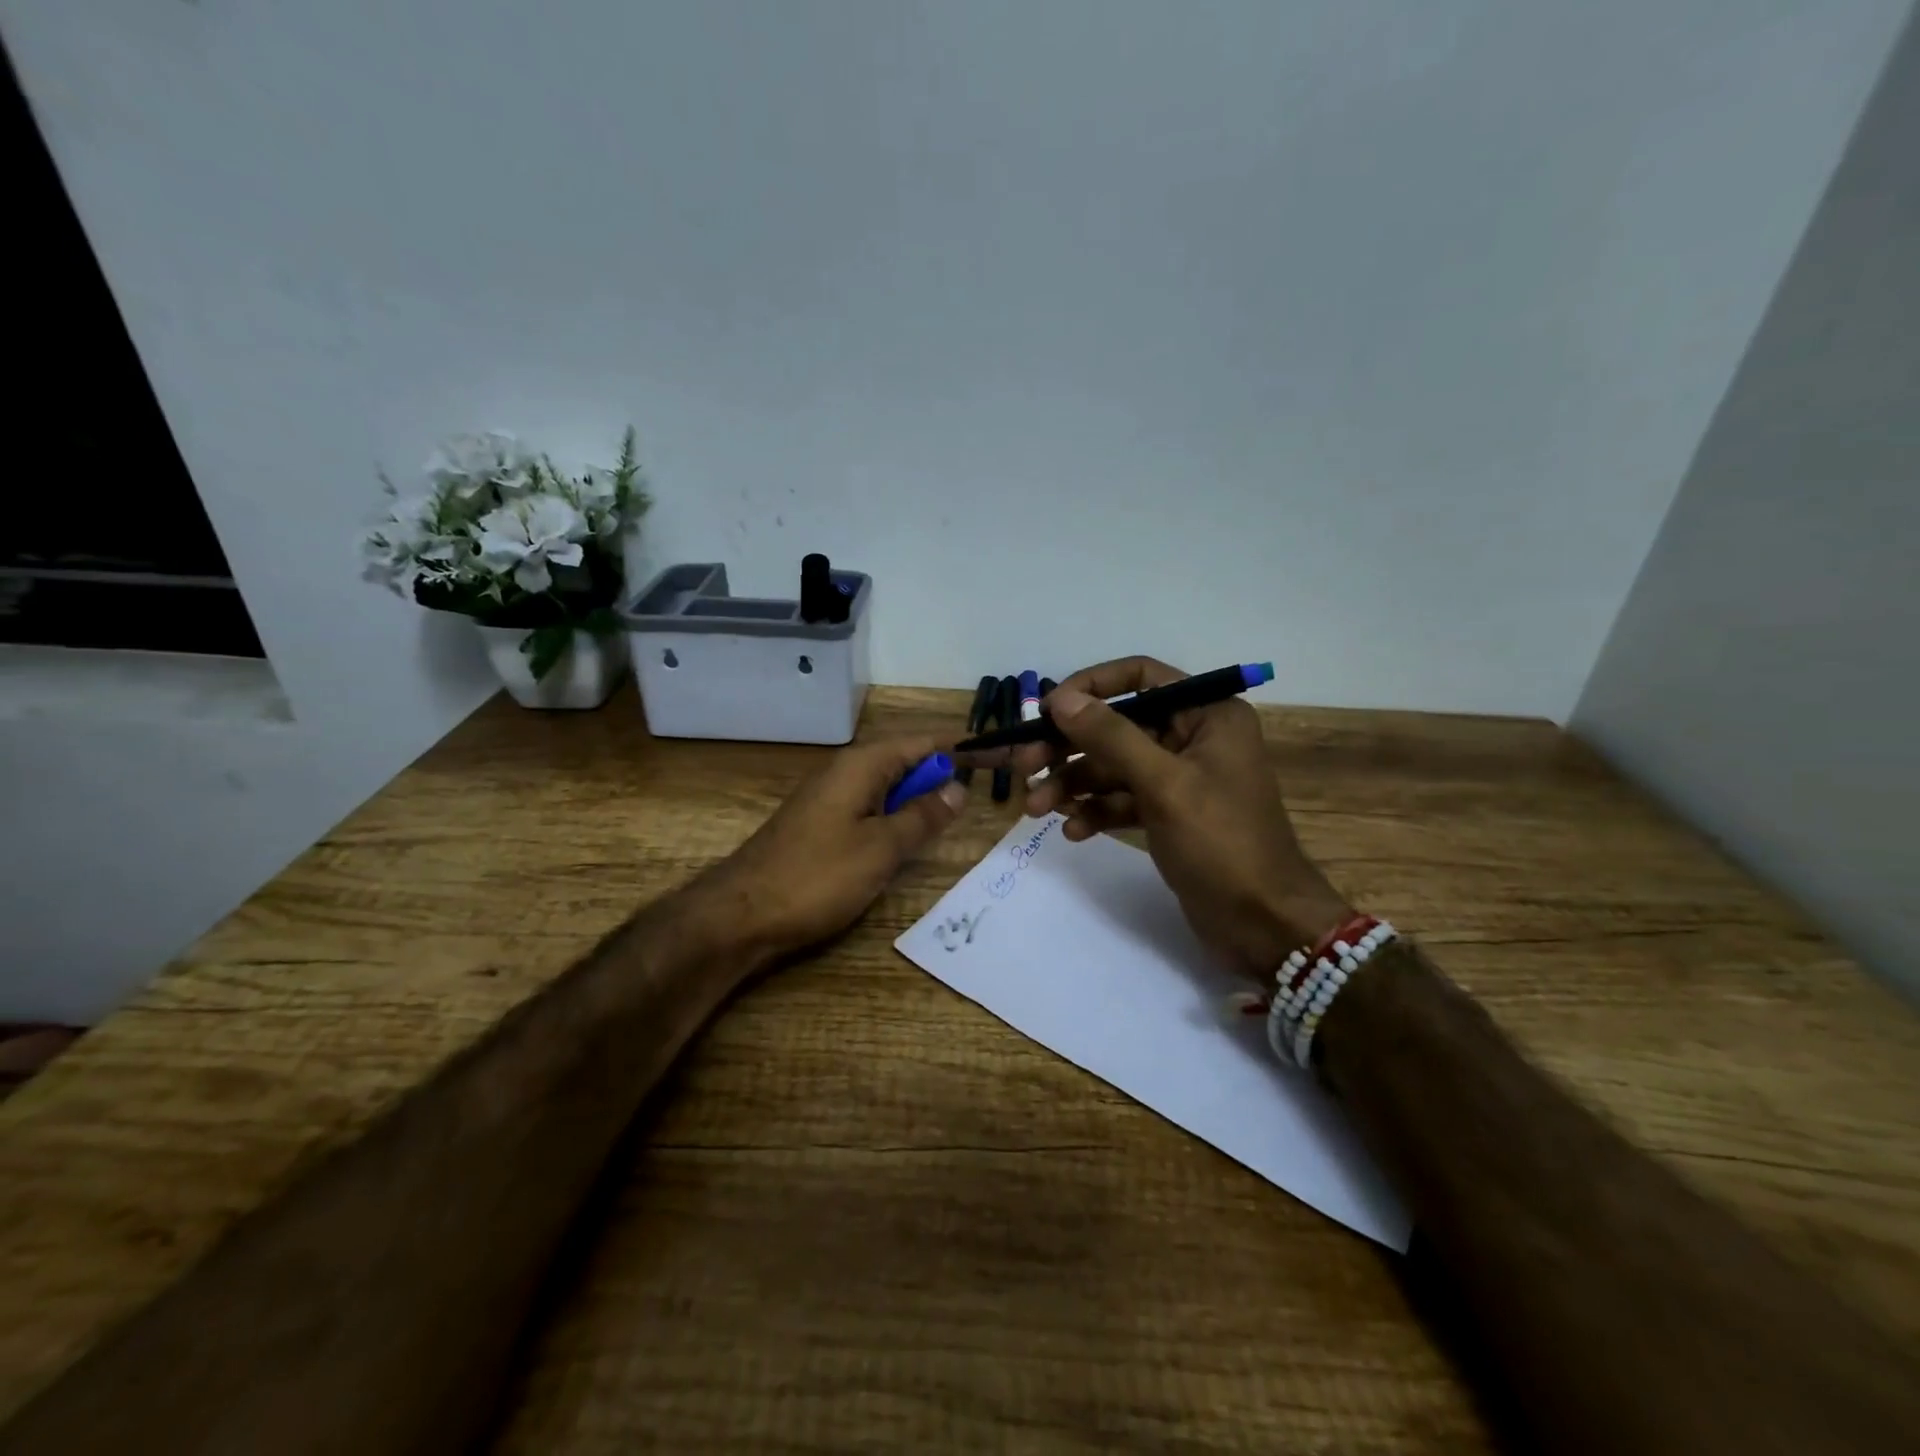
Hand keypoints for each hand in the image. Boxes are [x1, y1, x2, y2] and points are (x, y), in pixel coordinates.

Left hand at [694, 735, 967, 960]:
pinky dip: (898, 817)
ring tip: (958, 815)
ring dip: (922, 798)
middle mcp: (847, 771)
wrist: (741, 914)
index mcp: (862, 765)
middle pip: (908, 761)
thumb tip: (958, 788)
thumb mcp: (881, 848)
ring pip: (890, 787)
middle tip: (988, 792)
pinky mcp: (824, 825)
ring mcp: (833, 798)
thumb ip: (922, 816)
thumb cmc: (817, 876)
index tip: (1001, 756)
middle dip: (945, 773)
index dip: (962, 747)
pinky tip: (912, 838)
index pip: (924, 741)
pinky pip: (873, 808)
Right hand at [1007, 656, 1349, 980]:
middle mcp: (1193, 737)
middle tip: (1024, 767)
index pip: (1140, 676)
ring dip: (1074, 785)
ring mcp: (1181, 778)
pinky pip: (1123, 800)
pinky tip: (1073, 831)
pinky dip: (1096, 811)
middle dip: (1069, 748)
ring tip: (1036, 809)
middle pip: (1117, 727)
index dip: (1090, 687)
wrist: (1264, 924)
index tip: (1046, 710)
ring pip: (1114, 767)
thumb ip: (1110, 737)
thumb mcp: (1164, 784)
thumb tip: (1059, 698)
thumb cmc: (1221, 843)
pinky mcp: (1170, 814)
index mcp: (1207, 714)